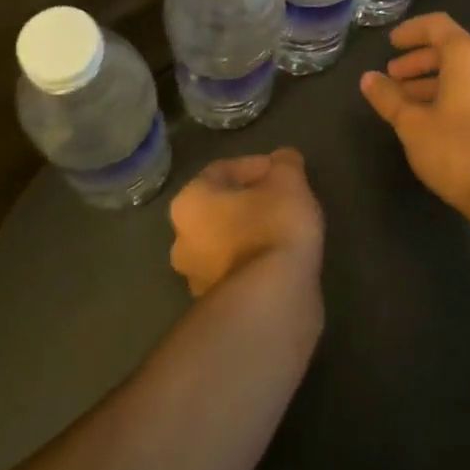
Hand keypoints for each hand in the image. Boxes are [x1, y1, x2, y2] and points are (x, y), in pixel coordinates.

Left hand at [168, 148, 324, 298]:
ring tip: (286, 233)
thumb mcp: (288, 181)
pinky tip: (282, 263)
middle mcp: (181, 241)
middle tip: (283, 201)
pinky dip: (255, 264)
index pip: (222, 170)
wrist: (272, 303)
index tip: (284, 173)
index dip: (256, 166)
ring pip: (227, 243)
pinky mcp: (218, 309)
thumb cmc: (272, 228)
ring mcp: (196, 281)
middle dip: (251, 202)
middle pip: (220, 209)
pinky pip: (237, 273)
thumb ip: (285, 164)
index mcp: (189, 203)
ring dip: (252, 235)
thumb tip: (284, 160)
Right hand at [359, 13, 469, 216]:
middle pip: (449, 50)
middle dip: (417, 61)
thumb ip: (389, 97)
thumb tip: (368, 78)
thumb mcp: (412, 123)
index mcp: (468, 55)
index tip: (390, 44)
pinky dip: (446, 96)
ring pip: (460, 74)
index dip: (411, 31)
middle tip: (391, 76)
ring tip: (402, 102)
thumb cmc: (457, 148)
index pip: (437, 26)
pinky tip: (427, 120)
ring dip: (429, 82)